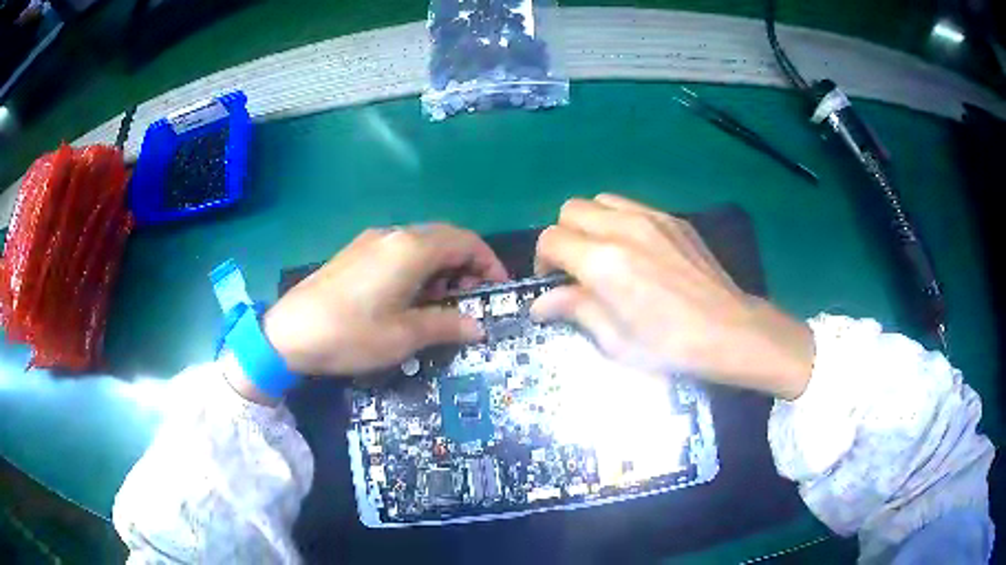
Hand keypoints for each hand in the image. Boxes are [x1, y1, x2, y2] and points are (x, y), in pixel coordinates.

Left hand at [263, 224, 507, 376]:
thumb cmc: (351, 334)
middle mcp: (394, 235)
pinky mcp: (356, 251)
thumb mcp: (404, 336)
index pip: (465, 242)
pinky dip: (418, 267)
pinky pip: (400, 250)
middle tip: (470, 299)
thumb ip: (446, 325)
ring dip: (441, 267)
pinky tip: (410, 297)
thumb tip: (477, 327)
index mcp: (411, 249)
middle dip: (466, 265)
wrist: (289, 333)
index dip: (488, 263)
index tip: (496, 289)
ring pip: (422, 243)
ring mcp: (372, 240)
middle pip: (445, 238)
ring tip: (441, 303)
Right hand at [532, 194, 813, 399]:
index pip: (551, 239)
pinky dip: (619, 221)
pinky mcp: (673, 219)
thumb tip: (541, 303)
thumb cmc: (669, 345)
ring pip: (600, 201)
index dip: (544, 260)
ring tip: (604, 253)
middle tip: (576, 267)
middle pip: (570, 209)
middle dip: (564, 236)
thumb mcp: (615, 340)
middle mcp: (622, 228)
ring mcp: (651, 218)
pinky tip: (636, 250)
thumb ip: (575, 309)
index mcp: (603, 262)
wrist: (728, 330)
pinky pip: (631, 206)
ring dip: (591, 223)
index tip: (553, 282)